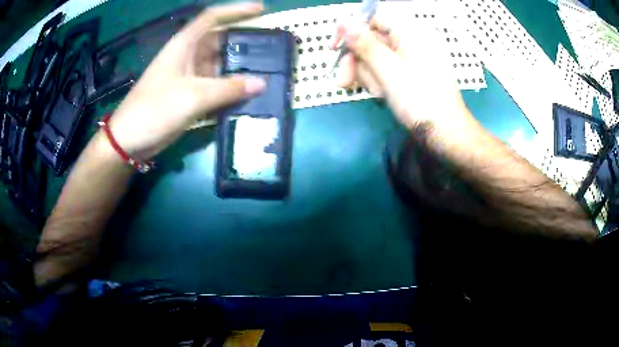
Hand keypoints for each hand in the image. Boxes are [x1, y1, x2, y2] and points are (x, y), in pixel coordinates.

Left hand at [107, 2, 265, 160]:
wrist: (129, 141)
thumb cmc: (154, 110)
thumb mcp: (191, 97)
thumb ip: (228, 89)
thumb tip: (261, 83)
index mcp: (184, 45)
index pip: (212, 18)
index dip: (236, 10)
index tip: (261, 10)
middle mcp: (188, 56)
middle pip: (220, 41)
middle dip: (244, 43)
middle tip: (271, 49)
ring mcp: (189, 77)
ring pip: (219, 65)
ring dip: (239, 69)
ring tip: (267, 72)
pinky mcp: (189, 95)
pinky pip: (215, 86)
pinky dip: (230, 89)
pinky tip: (248, 94)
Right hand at [333, 18, 472, 131]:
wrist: (445, 133)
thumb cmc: (420, 101)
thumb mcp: (388, 70)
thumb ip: (364, 44)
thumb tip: (342, 21)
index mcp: (412, 32)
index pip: (373, 18)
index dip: (351, 30)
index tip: (335, 48)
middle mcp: (412, 39)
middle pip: (372, 39)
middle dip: (358, 61)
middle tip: (344, 82)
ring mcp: (412, 56)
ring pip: (376, 56)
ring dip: (369, 75)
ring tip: (378, 93)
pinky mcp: (411, 71)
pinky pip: (386, 68)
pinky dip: (380, 81)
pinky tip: (383, 95)